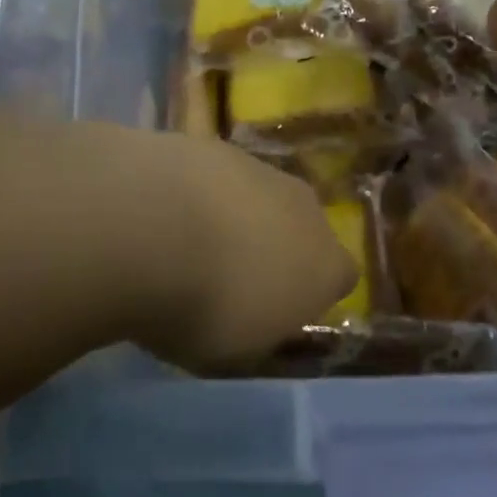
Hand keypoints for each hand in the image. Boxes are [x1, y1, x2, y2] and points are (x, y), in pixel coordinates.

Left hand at [117, 130, 356, 371]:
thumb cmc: (205, 306)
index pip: (342, 276)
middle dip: (277, 245)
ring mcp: (263, 170)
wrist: (155, 226)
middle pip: (304, 227)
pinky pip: (221, 176)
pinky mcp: (220, 145)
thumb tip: (257, 315)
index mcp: (325, 266)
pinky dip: (203, 191)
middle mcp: (307, 210)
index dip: (313, 292)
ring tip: (191, 241)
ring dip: (239, 215)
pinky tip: (167, 211)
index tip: (279, 309)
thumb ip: (259, 329)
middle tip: (233, 273)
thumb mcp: (235, 351)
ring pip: (263, 196)